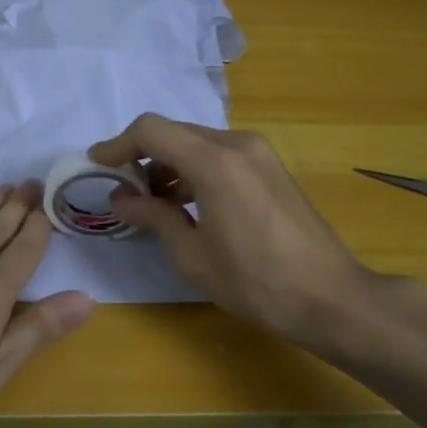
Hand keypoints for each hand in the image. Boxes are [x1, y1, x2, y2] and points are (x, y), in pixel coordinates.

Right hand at [89, 115, 399, 358]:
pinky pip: (219, 155)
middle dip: (142, 156)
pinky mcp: (270, 167)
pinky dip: (194, 170)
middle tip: (122, 191)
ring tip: (151, 203)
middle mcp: (237, 144)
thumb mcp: (192, 255)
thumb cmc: (255, 282)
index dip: (118, 144)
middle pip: (174, 133)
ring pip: (197, 142)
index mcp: (214, 162)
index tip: (97, 164)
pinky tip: (185, 204)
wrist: (329, 297)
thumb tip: (121, 199)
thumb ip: (153, 217)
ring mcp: (259, 153)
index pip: (151, 130)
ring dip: (168, 164)